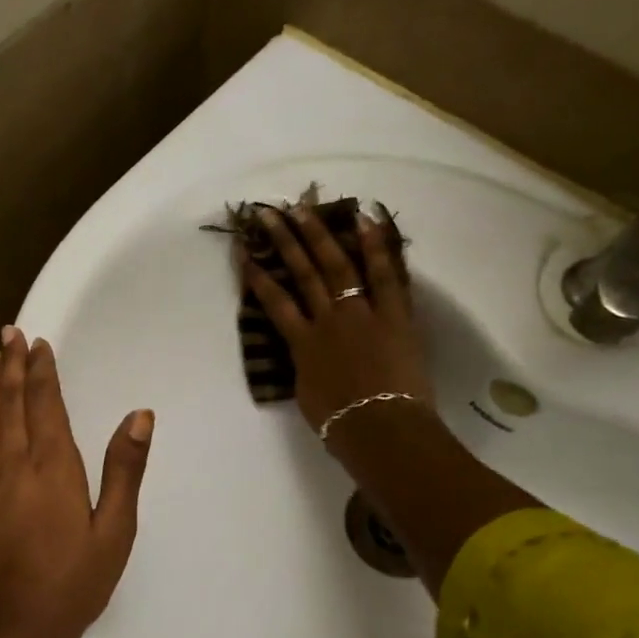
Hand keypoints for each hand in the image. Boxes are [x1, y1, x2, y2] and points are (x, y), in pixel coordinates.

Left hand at [0, 326, 153, 637]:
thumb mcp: (115, 530)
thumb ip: (125, 470)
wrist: (15, 628)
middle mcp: (12, 465)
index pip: (43, 404)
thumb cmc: (75, 580)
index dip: (40, 371)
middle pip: (9, 404)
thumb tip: (140, 416)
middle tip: (9, 335)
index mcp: (51, 467)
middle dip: (10, 366)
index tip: (38, 343)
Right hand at [243, 204, 431, 436]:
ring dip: (318, 235)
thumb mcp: (307, 394)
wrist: (379, 428)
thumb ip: (304, 366)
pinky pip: (385, 276)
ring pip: (336, 266)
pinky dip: (376, 248)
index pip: (274, 302)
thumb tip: (306, 354)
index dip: (257, 275)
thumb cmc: (339, 423)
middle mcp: (327, 320)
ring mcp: (360, 314)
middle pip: (302, 273)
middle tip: (270, 213)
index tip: (244, 251)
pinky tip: (364, 220)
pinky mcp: (394, 315)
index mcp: (302, 344)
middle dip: (284, 241)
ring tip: (304, 209)